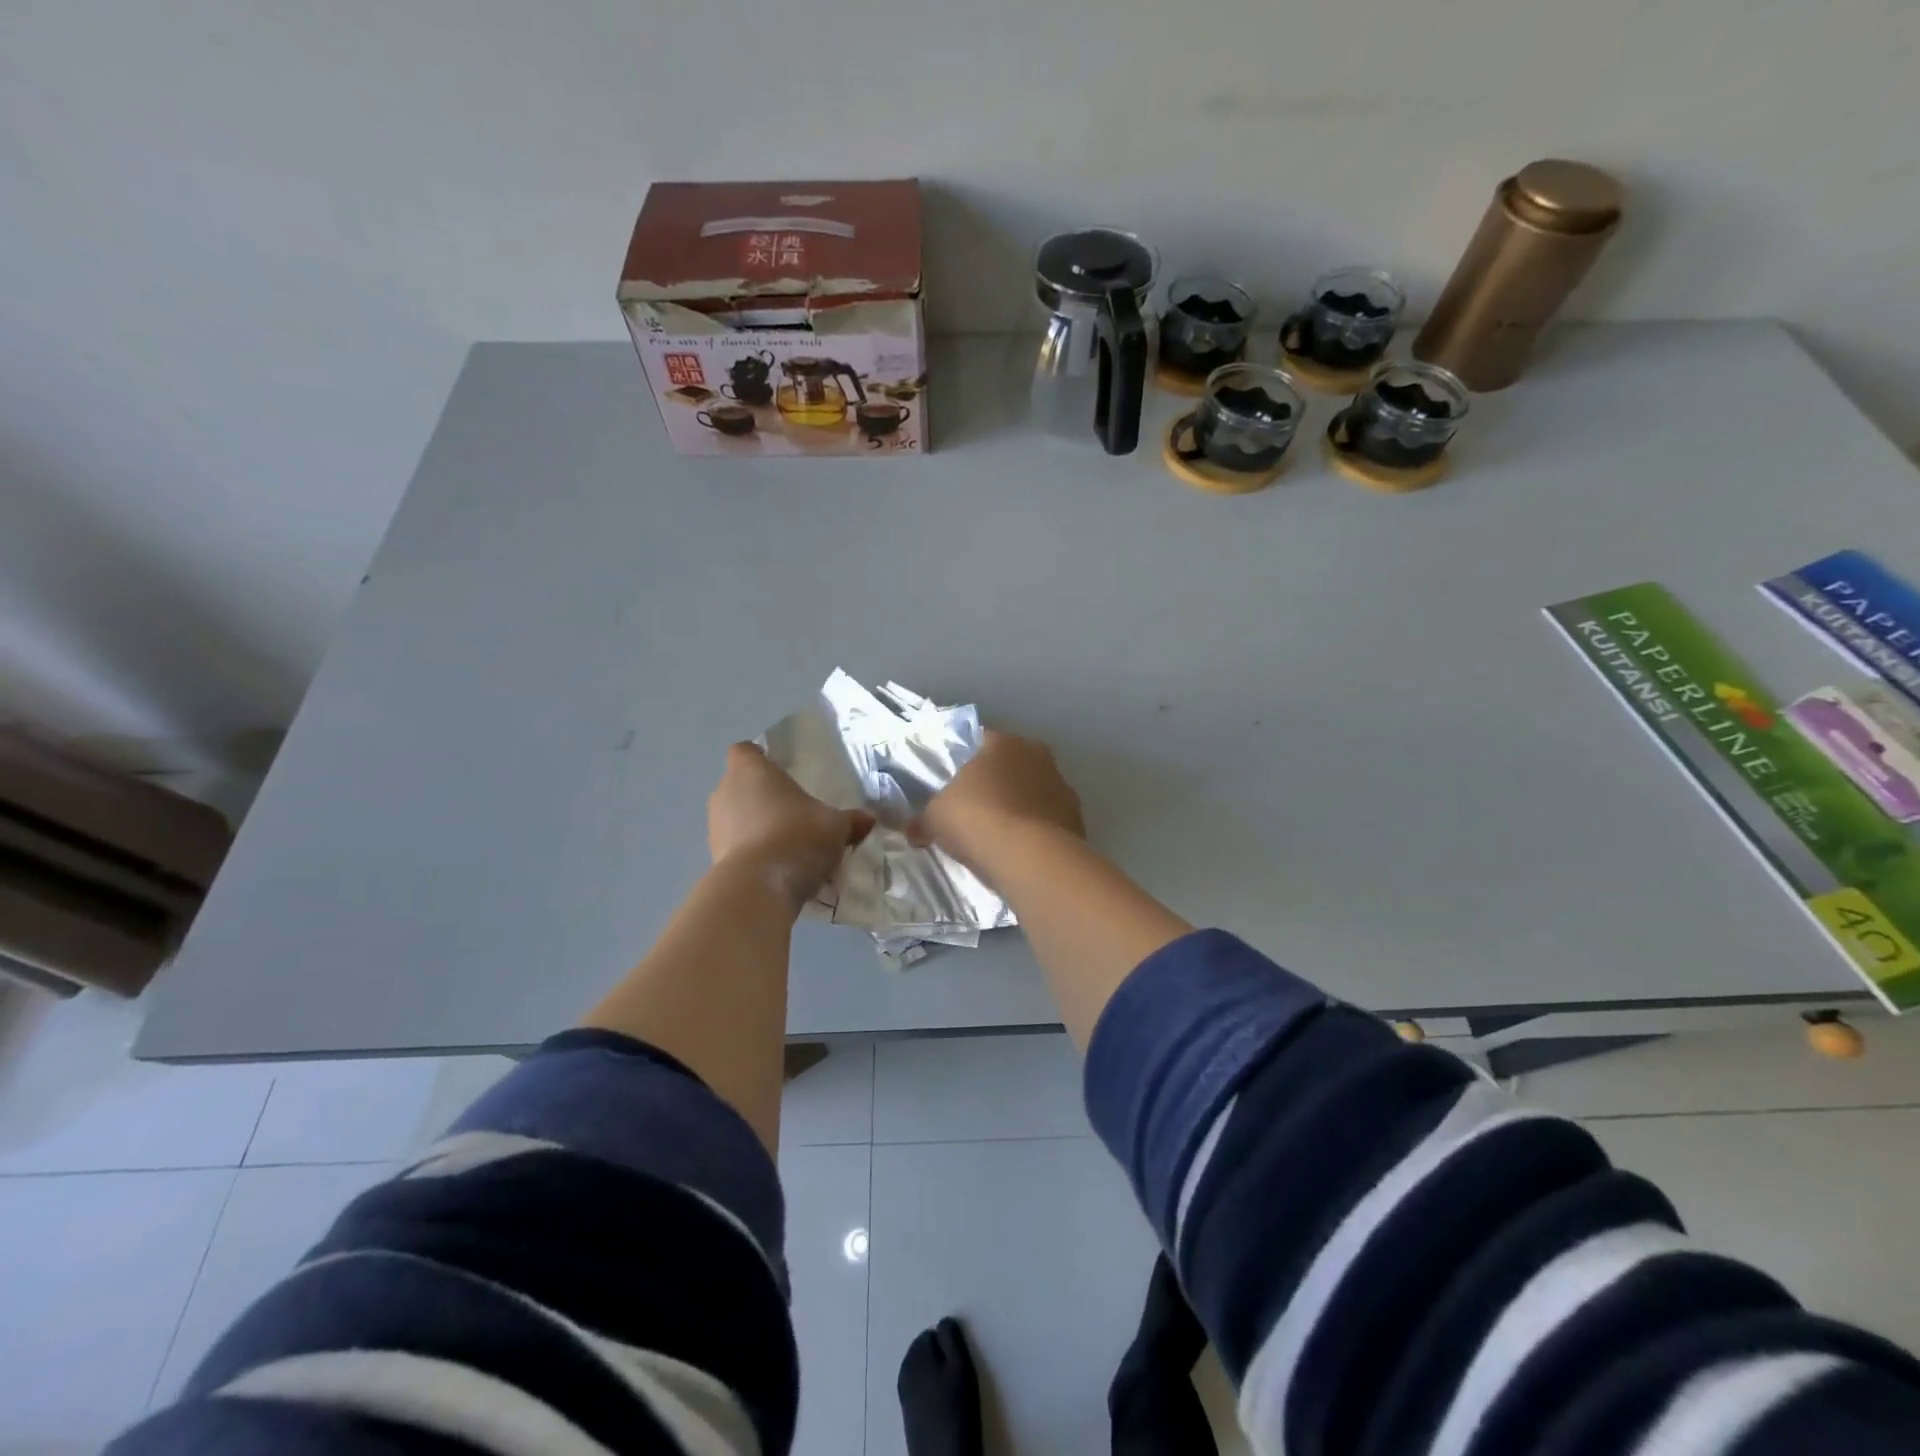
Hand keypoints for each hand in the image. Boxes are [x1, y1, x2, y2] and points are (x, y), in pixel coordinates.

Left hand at [708, 743, 874, 907]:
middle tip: (792, 810)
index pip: (744, 750)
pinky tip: (777, 868)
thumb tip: (867, 820)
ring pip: (735, 818)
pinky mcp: (714, 859)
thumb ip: (850, 821)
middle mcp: (725, 792)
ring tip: (786, 842)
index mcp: (751, 771)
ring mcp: (715, 827)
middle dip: (762, 796)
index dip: (759, 757)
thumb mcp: (835, 827)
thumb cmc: (797, 837)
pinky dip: (752, 854)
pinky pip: (736, 848)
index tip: (778, 769)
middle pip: (739, 785)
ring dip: (755, 826)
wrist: (759, 888)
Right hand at [912, 730, 1084, 868]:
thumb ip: (924, 819)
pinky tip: (1023, 851)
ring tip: (1002, 834)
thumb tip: (912, 829)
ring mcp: (1062, 786)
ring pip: (1035, 791)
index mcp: (1002, 743)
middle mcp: (1037, 755)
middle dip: (998, 781)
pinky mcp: (1077, 818)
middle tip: (978, 807)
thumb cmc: (976, 820)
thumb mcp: (935, 819)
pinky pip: (1049, 819)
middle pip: (1013, 764)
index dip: (967, 760)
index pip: (981, 740)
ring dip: (1022, 806)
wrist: (1029, 857)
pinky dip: (1038, 830)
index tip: (956, 783)